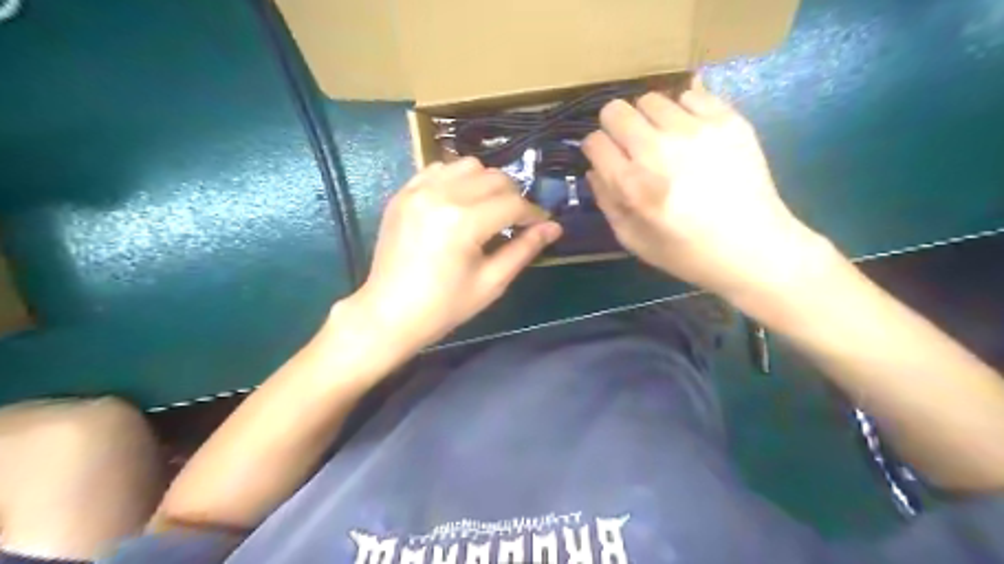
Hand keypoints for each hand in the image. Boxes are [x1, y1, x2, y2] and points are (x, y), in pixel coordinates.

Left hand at [351, 156, 560, 346]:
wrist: (389, 314)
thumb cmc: (444, 306)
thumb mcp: (491, 282)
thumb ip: (524, 249)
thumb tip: (554, 227)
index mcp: (463, 222)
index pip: (513, 203)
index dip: (533, 213)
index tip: (542, 225)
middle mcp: (441, 195)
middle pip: (494, 177)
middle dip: (513, 196)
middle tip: (516, 221)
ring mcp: (417, 190)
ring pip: (468, 165)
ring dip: (486, 183)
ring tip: (488, 209)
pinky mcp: (403, 194)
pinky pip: (439, 169)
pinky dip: (457, 179)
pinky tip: (459, 203)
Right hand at [586, 77, 828, 300]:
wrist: (753, 248)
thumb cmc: (686, 252)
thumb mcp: (633, 240)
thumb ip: (607, 201)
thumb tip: (595, 168)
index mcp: (632, 184)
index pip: (594, 141)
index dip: (596, 149)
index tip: (606, 158)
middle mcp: (658, 149)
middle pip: (616, 110)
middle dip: (616, 127)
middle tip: (631, 146)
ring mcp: (695, 130)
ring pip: (650, 99)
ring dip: (649, 119)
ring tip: (665, 140)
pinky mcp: (727, 120)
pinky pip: (690, 94)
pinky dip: (684, 111)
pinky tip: (692, 135)